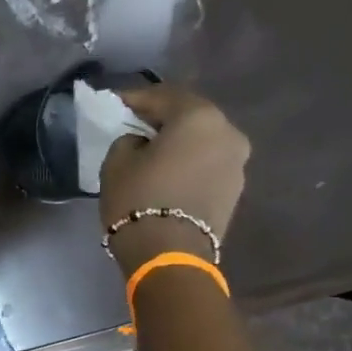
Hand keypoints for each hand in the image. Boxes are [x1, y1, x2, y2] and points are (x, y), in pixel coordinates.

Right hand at [100, 84, 250, 275]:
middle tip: (134, 125)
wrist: (169, 254)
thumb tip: (141, 142)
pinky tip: (167, 174)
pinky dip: (187, 163)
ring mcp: (237, 162)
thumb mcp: (116, 163)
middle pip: (190, 116)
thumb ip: (128, 141)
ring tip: (151, 153)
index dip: (135, 98)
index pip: (163, 96)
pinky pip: (206, 165)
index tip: (114, 103)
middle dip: (161, 119)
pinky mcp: (234, 190)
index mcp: (199, 117)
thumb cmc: (139, 200)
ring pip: (201, 142)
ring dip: (178, 143)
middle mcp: (228, 132)